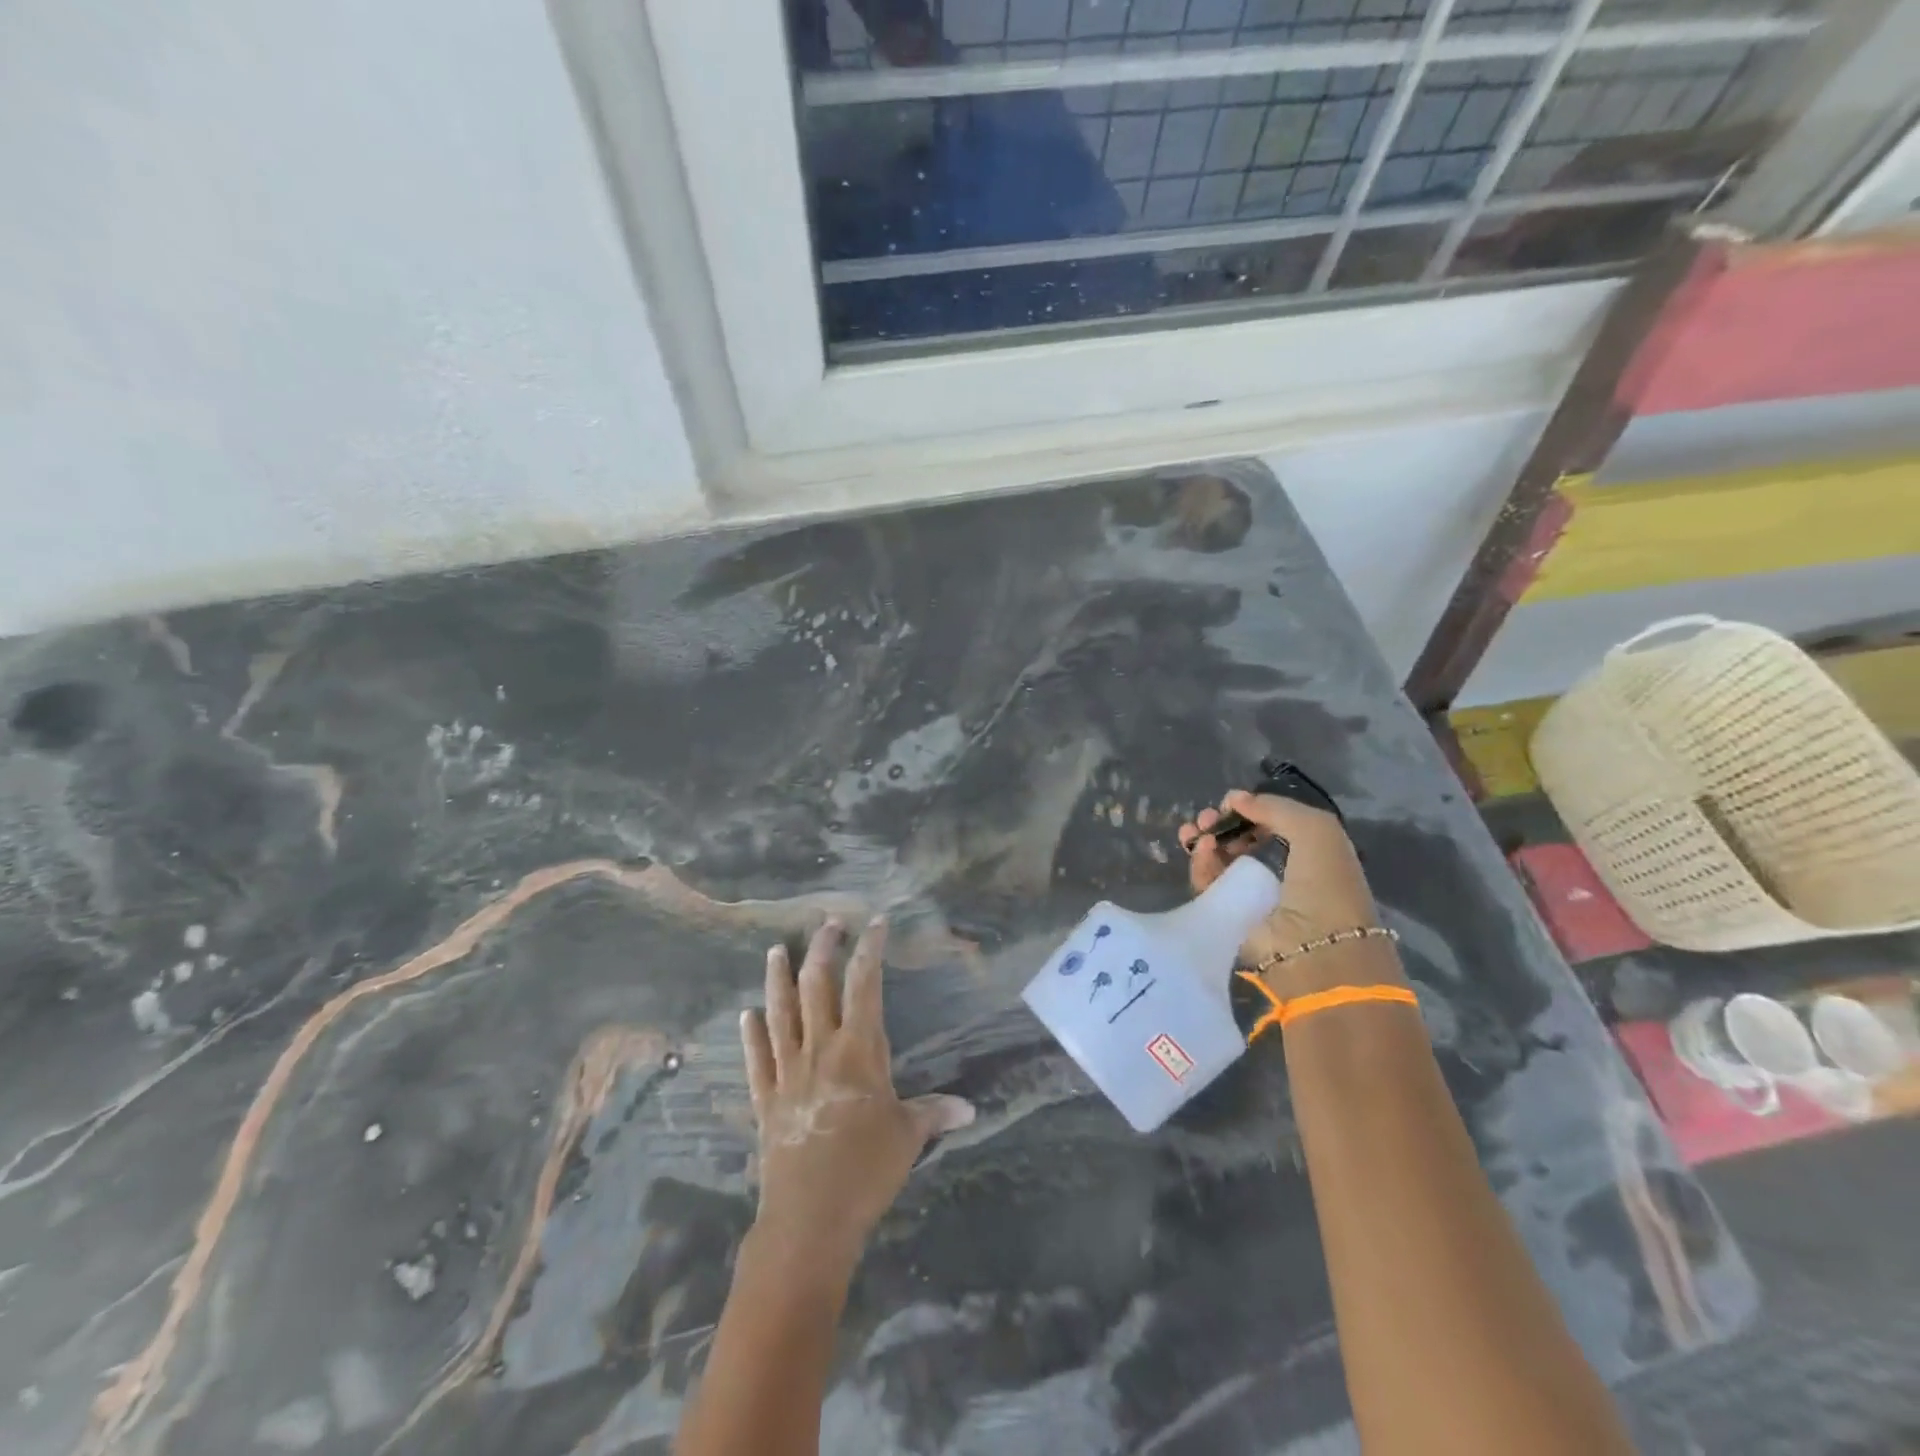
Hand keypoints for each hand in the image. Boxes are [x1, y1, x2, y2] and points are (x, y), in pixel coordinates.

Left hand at [740, 919, 973, 1268]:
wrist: (809, 1218)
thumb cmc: (866, 1170)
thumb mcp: (907, 1136)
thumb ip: (934, 1113)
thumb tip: (970, 1109)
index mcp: (858, 1050)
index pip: (865, 984)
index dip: (870, 949)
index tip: (875, 923)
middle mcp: (820, 1049)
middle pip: (817, 986)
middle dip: (822, 950)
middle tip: (828, 923)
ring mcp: (788, 1072)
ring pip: (780, 1014)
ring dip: (777, 980)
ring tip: (774, 951)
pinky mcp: (766, 1099)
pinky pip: (757, 1059)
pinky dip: (751, 1035)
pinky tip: (746, 1015)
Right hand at [1178, 791, 1384, 992]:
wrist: (1315, 948)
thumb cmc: (1325, 884)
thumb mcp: (1316, 830)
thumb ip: (1276, 807)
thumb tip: (1235, 799)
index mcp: (1306, 854)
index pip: (1269, 826)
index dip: (1249, 812)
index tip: (1230, 804)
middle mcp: (1278, 873)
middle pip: (1238, 841)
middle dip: (1220, 824)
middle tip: (1206, 817)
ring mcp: (1251, 895)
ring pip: (1218, 861)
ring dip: (1204, 841)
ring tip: (1196, 831)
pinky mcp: (1228, 914)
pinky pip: (1208, 882)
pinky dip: (1201, 863)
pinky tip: (1203, 849)